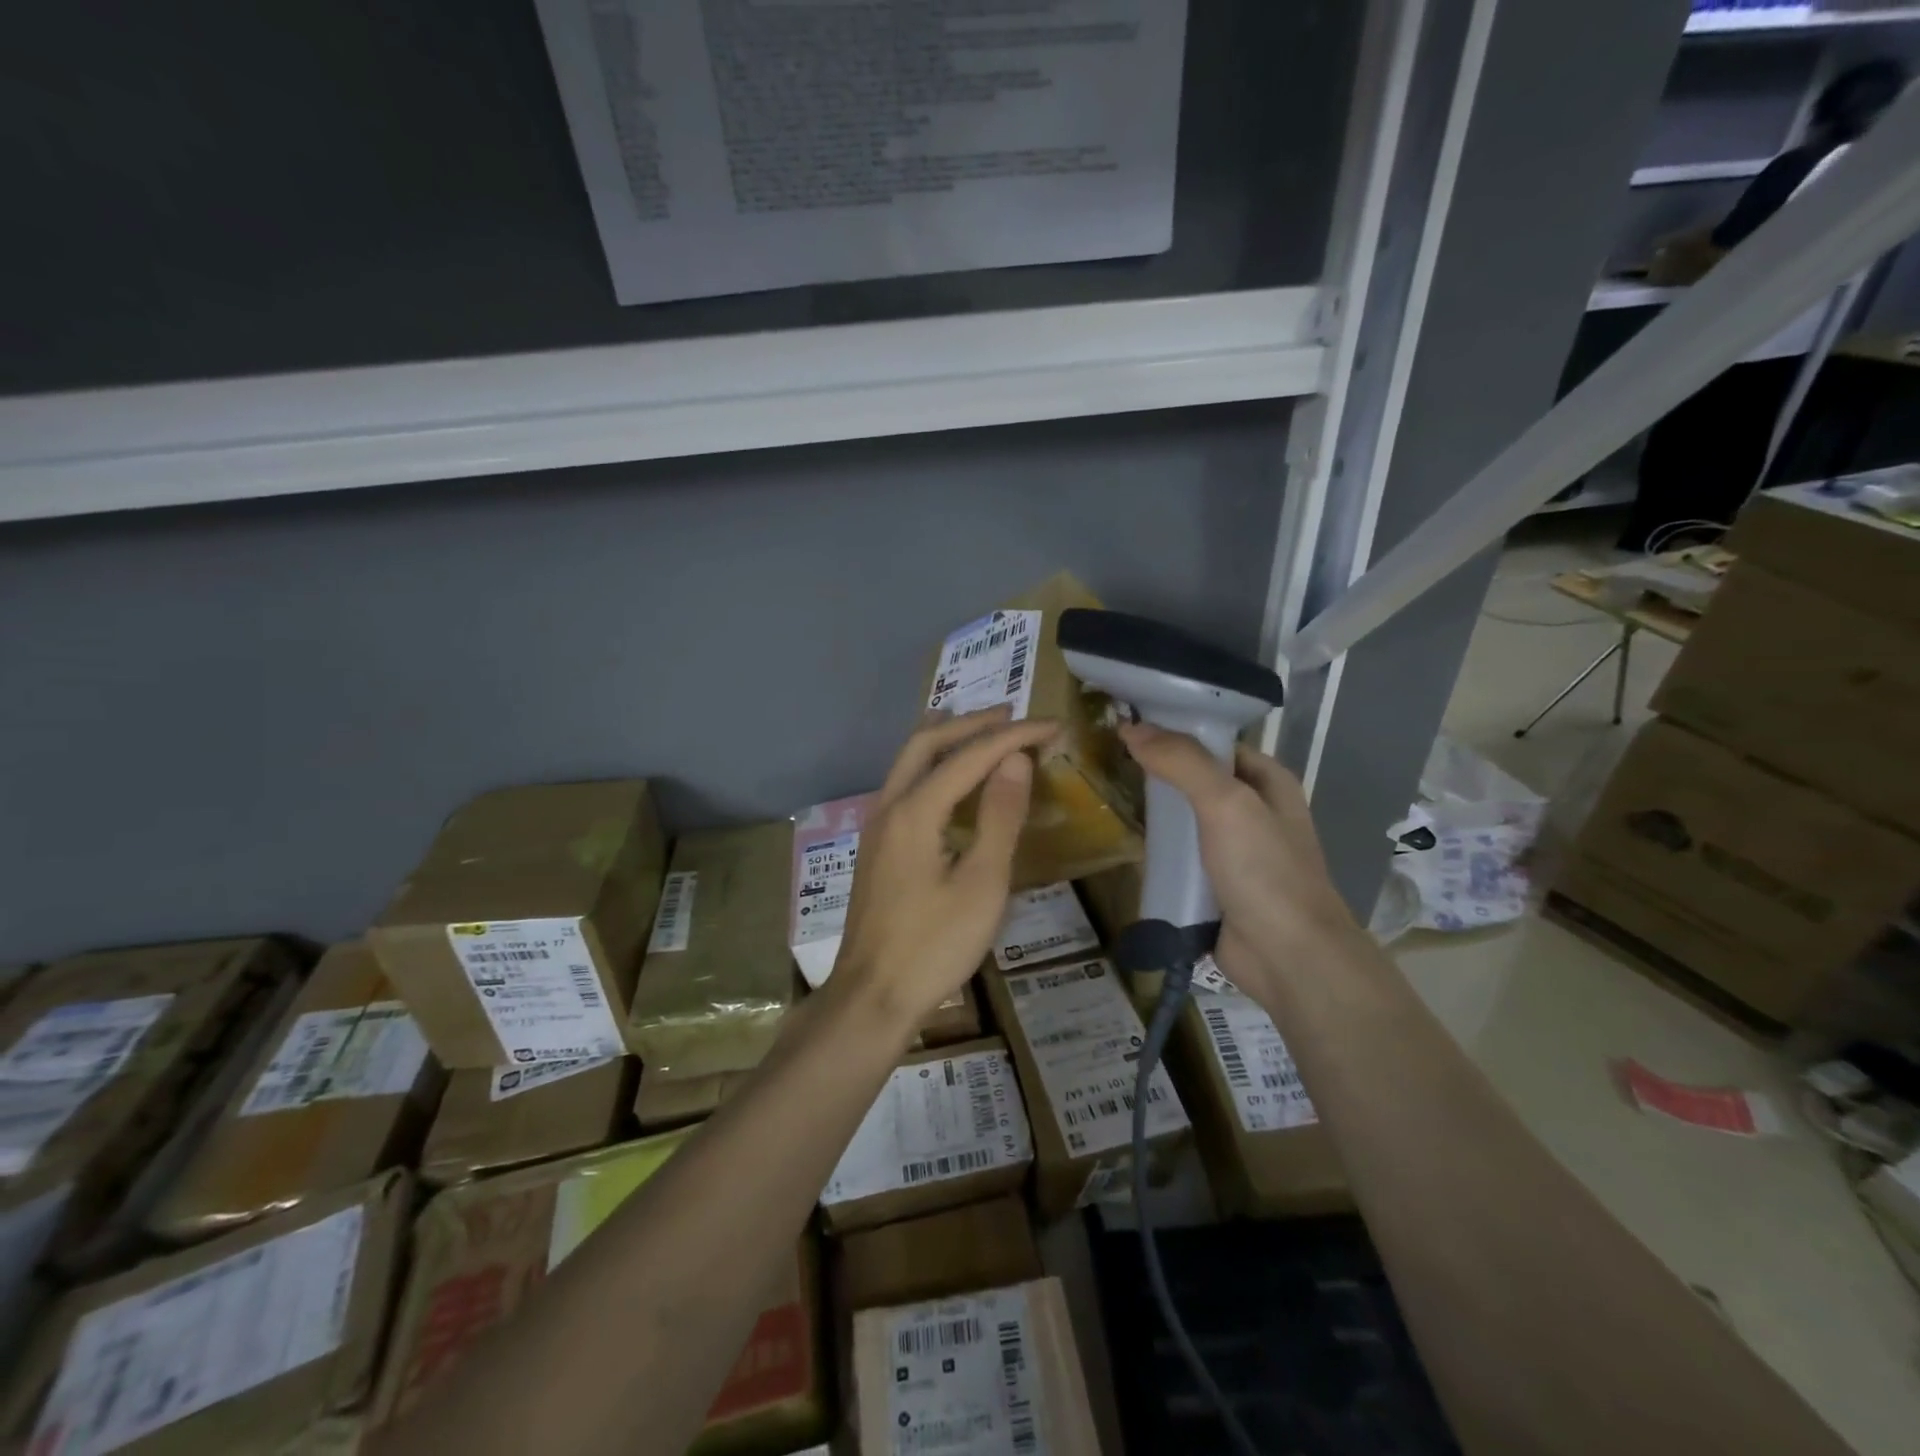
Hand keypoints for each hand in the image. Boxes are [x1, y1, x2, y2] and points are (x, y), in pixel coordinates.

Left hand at [828, 706, 1058, 1032]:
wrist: (872, 996)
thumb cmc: (934, 945)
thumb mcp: (982, 884)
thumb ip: (999, 817)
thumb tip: (1015, 759)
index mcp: (915, 810)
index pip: (971, 755)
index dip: (1014, 736)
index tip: (1052, 725)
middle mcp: (889, 806)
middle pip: (926, 743)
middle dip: (971, 724)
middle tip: (1012, 714)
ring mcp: (876, 827)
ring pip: (908, 762)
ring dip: (946, 740)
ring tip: (980, 731)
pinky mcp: (876, 847)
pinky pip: (904, 785)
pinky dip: (932, 766)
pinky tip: (949, 781)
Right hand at [1117, 723, 1358, 999]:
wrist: (1288, 956)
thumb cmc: (1265, 870)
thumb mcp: (1226, 803)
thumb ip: (1182, 761)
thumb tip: (1131, 727)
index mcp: (1268, 782)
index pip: (1215, 743)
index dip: (1176, 733)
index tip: (1127, 728)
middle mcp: (1255, 811)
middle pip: (1197, 781)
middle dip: (1159, 775)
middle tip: (1110, 765)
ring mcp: (1236, 852)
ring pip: (1187, 822)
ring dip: (1157, 817)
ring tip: (1111, 800)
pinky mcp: (1217, 886)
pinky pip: (1183, 860)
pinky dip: (1161, 855)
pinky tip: (1132, 848)